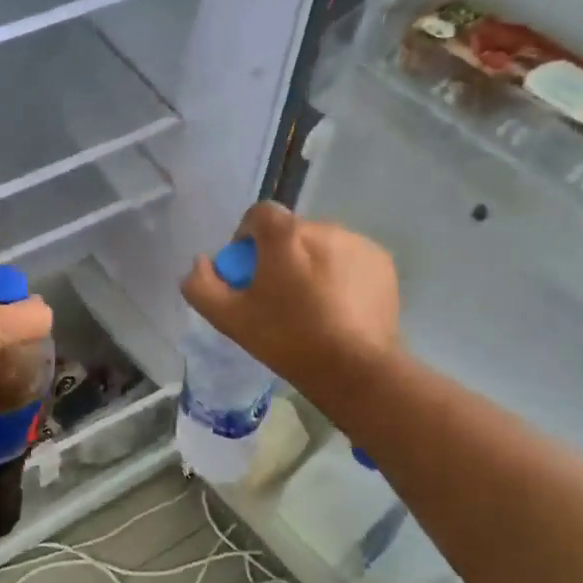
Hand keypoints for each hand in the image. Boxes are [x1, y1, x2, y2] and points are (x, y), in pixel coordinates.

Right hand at [181, 202, 399, 397]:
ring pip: (323, 245)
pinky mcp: (381, 262)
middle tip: (279, 295)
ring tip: (312, 304)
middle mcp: (323, 227)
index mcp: (284, 235)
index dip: (248, 238)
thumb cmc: (287, 339)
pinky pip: (350, 258)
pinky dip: (341, 274)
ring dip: (312, 263)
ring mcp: (357, 243)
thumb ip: (202, 285)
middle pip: (291, 232)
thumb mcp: (230, 318)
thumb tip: (200, 262)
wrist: (354, 368)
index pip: (259, 214)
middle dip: (281, 255)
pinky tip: (339, 307)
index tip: (249, 270)